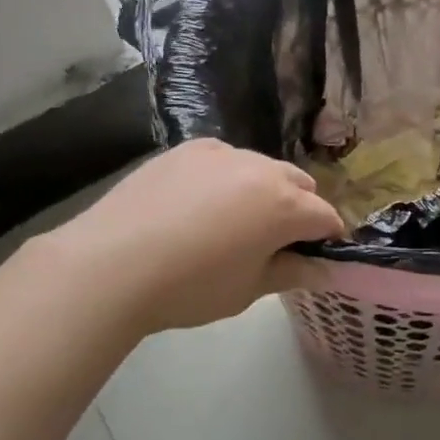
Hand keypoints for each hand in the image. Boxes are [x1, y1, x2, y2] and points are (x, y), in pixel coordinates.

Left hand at [47, 139, 344, 336]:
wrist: (111, 264)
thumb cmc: (190, 287)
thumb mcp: (248, 290)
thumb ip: (292, 272)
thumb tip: (325, 269)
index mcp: (284, 206)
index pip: (326, 217)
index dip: (328, 239)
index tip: (317, 257)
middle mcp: (260, 169)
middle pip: (300, 184)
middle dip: (301, 209)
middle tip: (276, 242)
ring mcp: (221, 153)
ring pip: (261, 167)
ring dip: (264, 190)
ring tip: (235, 221)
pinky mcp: (187, 150)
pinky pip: (224, 160)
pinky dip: (227, 178)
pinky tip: (200, 204)